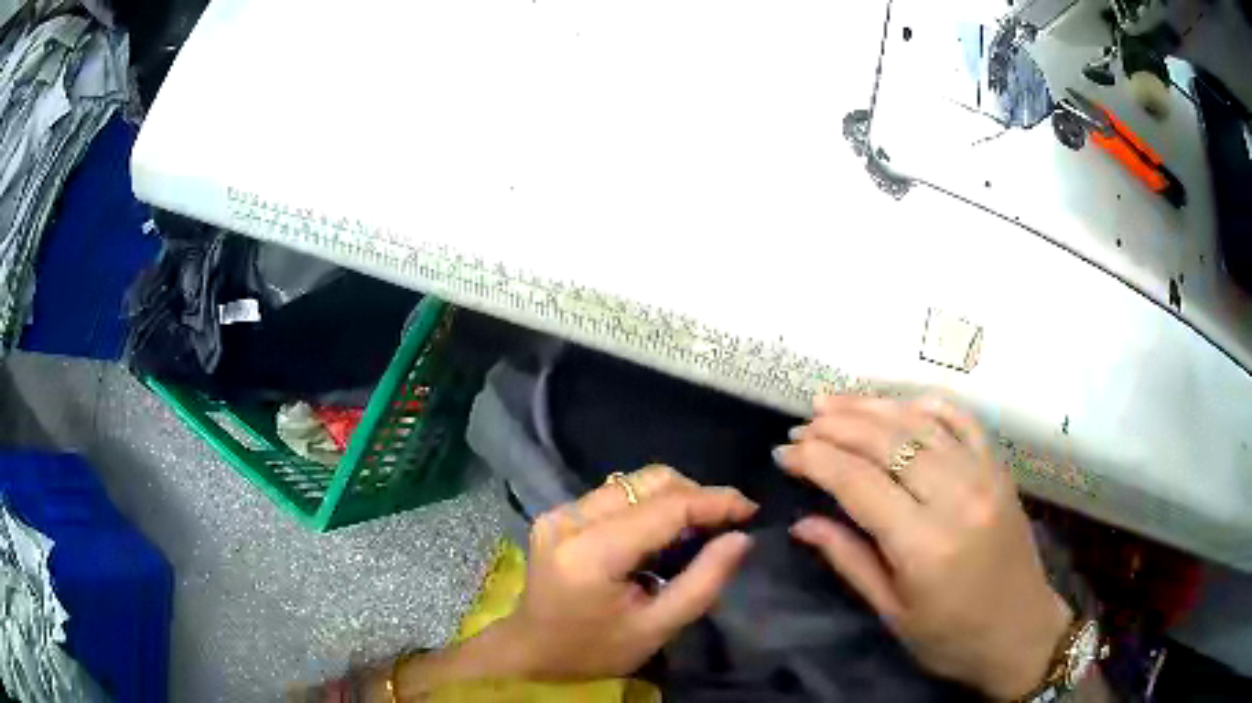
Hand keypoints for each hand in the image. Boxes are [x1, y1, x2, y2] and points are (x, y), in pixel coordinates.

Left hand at [497, 465, 757, 679]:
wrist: (532, 654)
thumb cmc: (595, 651)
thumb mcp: (656, 628)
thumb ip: (703, 582)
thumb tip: (741, 538)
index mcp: (591, 553)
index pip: (665, 507)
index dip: (714, 502)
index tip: (751, 509)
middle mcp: (570, 519)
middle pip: (647, 482)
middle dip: (695, 494)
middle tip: (726, 523)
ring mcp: (559, 513)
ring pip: (632, 482)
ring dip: (673, 498)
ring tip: (698, 530)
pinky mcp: (558, 515)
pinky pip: (616, 495)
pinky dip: (648, 506)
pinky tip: (662, 534)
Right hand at [777, 397, 1072, 699]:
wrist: (1020, 631)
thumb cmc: (951, 637)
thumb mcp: (892, 612)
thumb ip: (848, 559)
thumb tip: (802, 522)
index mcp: (924, 545)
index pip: (858, 483)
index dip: (816, 460)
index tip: (784, 452)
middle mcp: (956, 498)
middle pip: (887, 442)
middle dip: (837, 427)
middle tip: (802, 424)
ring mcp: (983, 475)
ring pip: (921, 422)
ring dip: (873, 407)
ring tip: (833, 402)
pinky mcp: (999, 469)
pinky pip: (962, 420)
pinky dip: (926, 404)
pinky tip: (898, 404)